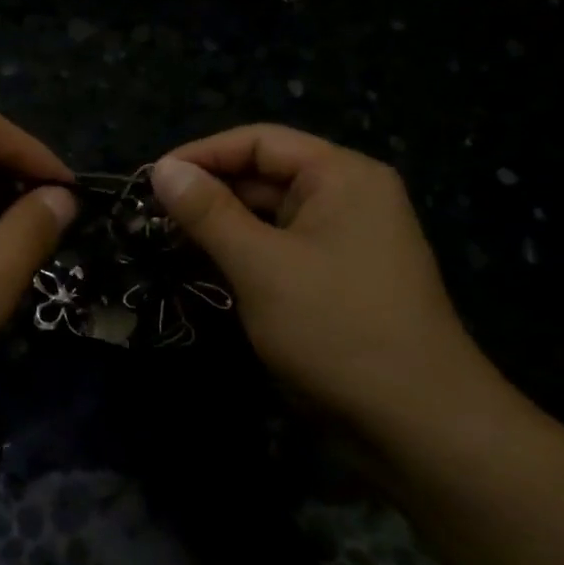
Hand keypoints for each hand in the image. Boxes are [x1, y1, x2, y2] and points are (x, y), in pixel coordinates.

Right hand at [151, 125, 508, 440]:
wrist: (415, 422)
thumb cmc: (336, 328)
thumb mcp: (261, 265)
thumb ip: (208, 213)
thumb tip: (163, 169)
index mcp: (342, 176)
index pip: (259, 142)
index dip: (202, 154)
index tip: (150, 179)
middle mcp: (347, 198)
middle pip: (264, 177)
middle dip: (207, 194)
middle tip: (148, 217)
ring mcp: (343, 242)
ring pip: (267, 218)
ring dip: (219, 228)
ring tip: (163, 242)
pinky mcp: (334, 281)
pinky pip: (278, 251)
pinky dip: (240, 256)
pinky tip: (201, 270)